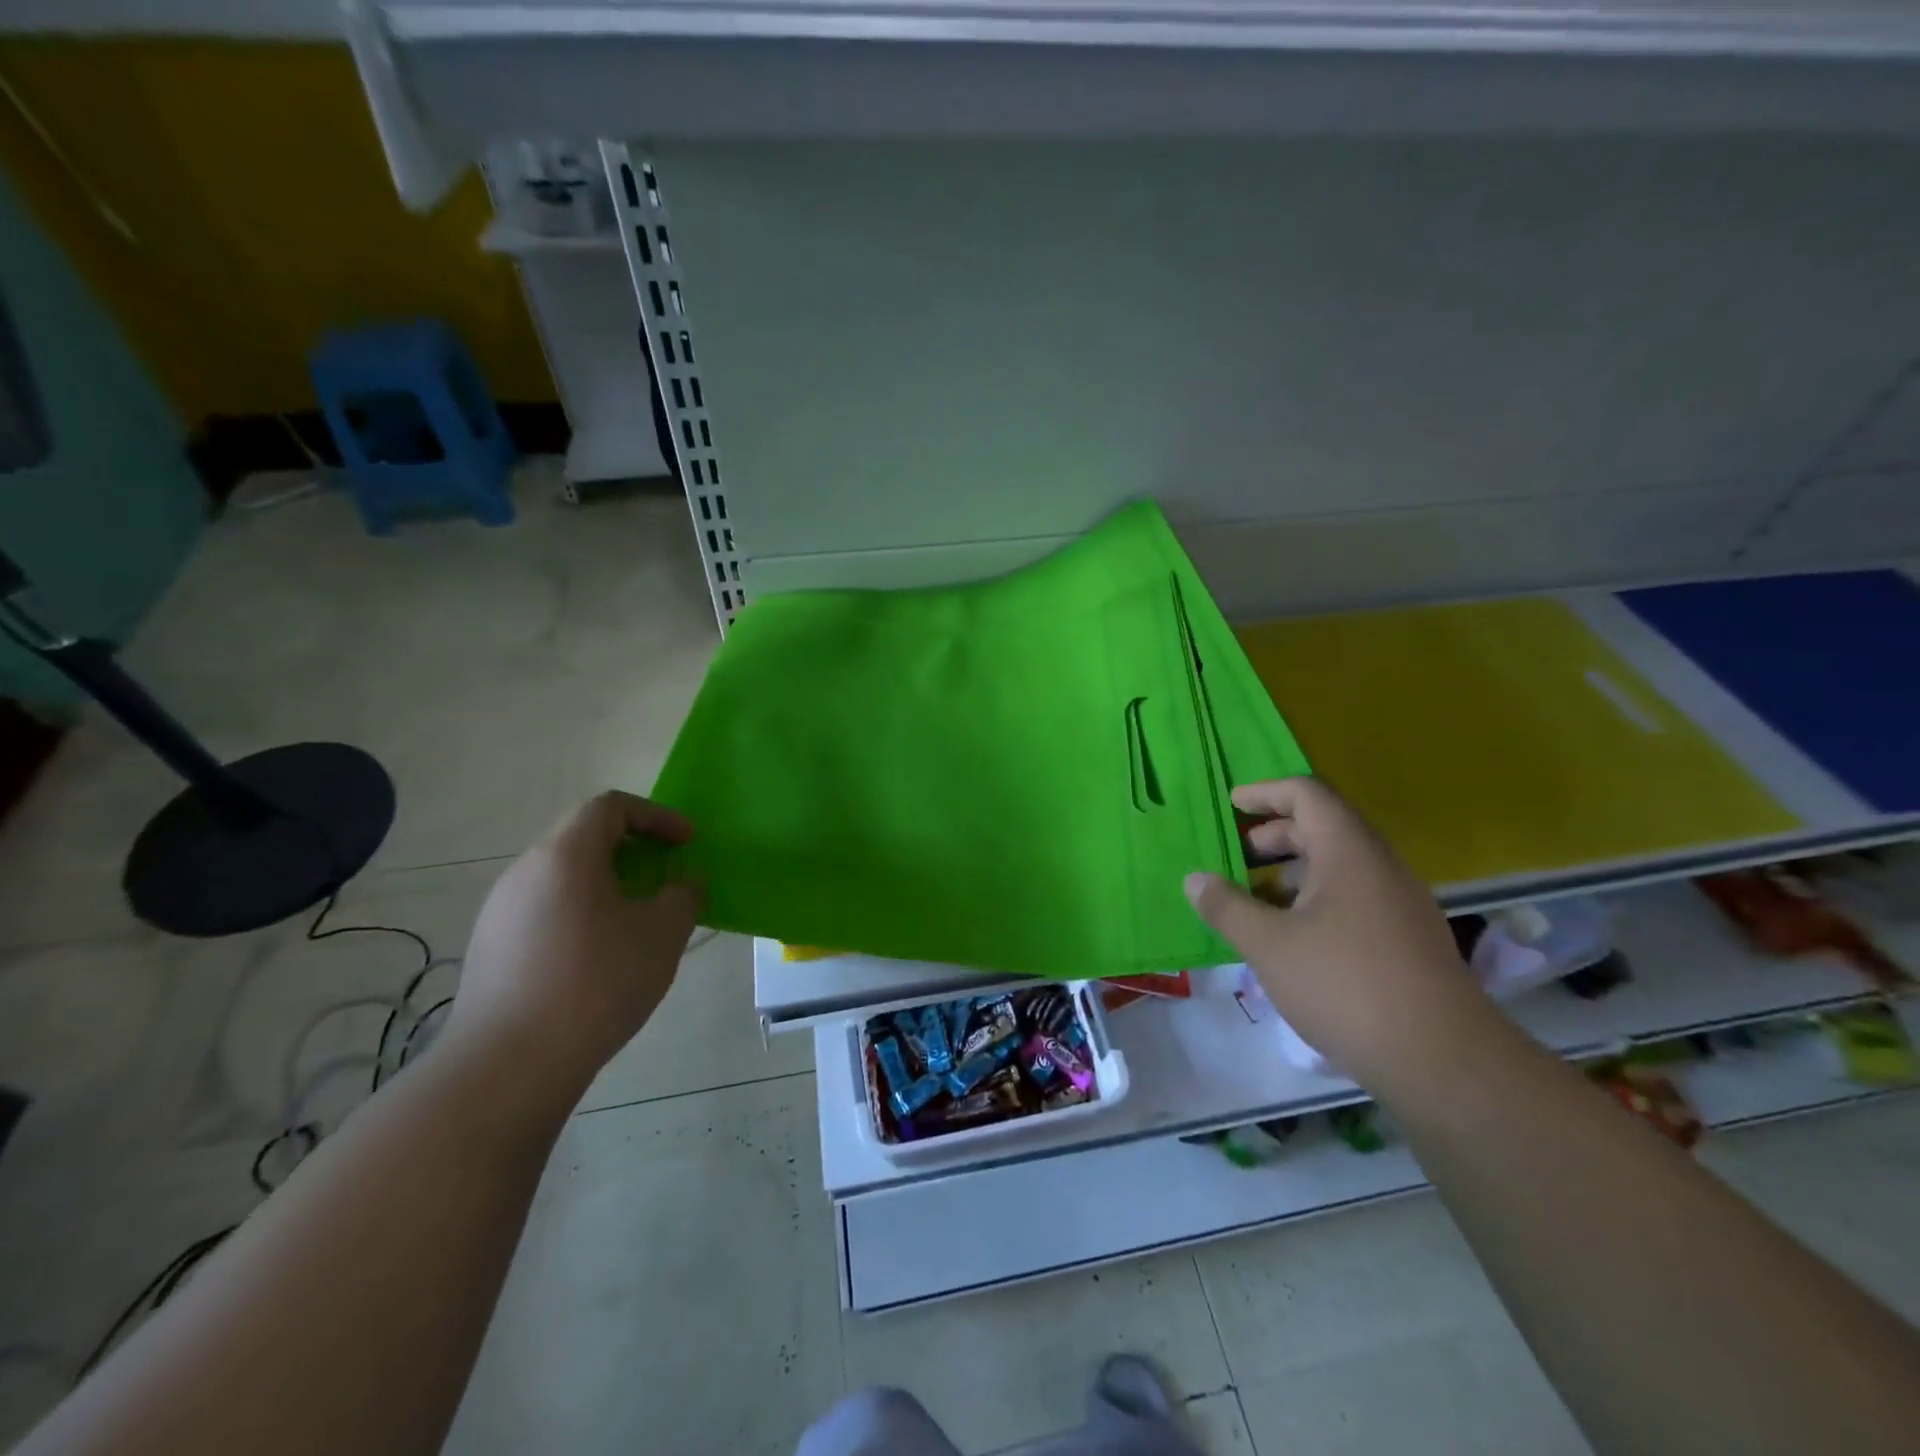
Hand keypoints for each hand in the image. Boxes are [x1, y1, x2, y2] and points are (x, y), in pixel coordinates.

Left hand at [448, 792, 702, 1095]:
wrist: (508, 1065)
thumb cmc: (596, 983)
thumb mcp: (663, 934)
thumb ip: (684, 894)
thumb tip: (684, 882)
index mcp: (565, 855)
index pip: (610, 806)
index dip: (656, 816)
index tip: (686, 843)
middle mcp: (525, 870)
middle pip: (583, 837)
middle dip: (633, 849)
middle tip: (665, 877)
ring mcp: (500, 910)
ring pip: (563, 875)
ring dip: (606, 882)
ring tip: (637, 919)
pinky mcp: (490, 946)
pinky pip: (544, 908)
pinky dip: (580, 911)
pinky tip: (598, 956)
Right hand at [1185, 778, 1498, 1095]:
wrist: (1441, 1060)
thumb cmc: (1345, 985)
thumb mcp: (1268, 944)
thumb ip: (1226, 906)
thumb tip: (1194, 879)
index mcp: (1348, 851)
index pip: (1307, 794)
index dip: (1265, 792)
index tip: (1231, 804)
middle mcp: (1379, 866)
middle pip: (1324, 826)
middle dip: (1275, 834)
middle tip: (1237, 855)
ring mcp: (1399, 903)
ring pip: (1340, 865)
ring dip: (1294, 871)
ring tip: (1257, 898)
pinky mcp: (1407, 938)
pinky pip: (1354, 896)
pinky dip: (1316, 899)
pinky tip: (1293, 936)